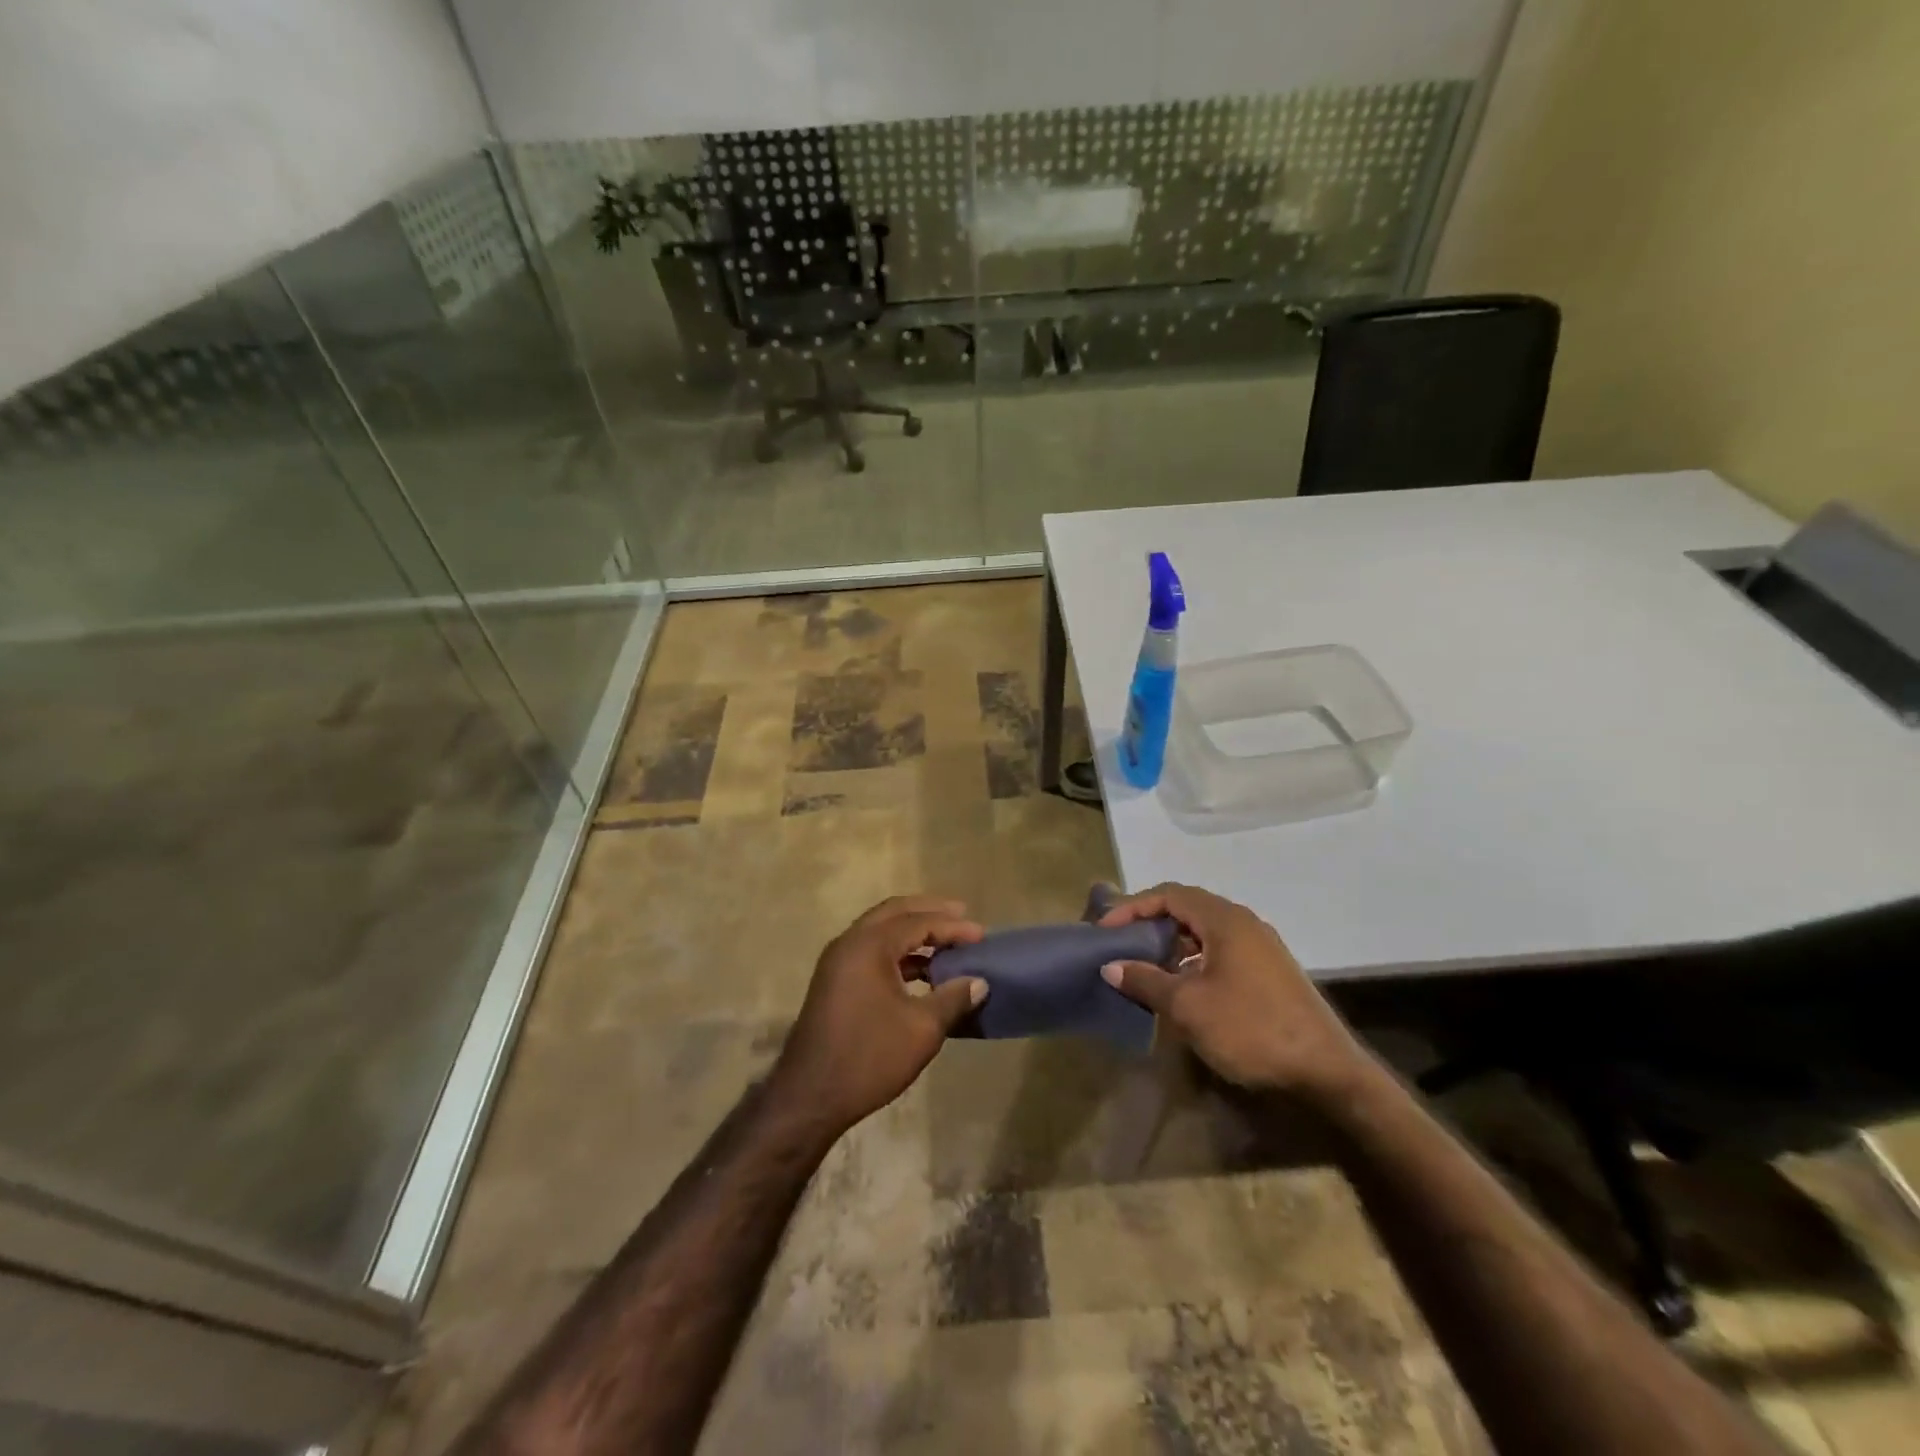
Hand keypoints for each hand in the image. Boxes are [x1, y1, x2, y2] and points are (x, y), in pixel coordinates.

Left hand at [770, 896, 987, 1136]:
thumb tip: (979, 982)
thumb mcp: (922, 1029)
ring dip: (912, 931)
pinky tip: (922, 971)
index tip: (981, 934)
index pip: (918, 922)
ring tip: (946, 943)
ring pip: (880, 930)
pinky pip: (871, 951)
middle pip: (894, 912)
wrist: (810, 1097)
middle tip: (961, 914)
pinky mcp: (834, 982)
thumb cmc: (869, 1057)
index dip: (952, 926)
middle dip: (929, 911)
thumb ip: (953, 998)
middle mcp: (849, 943)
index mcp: (869, 946)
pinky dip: (898, 952)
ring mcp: (837, 962)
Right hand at [1099, 882, 1365, 1097]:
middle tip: (1121, 942)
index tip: (1105, 929)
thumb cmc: (1250, 1029)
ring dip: (1172, 942)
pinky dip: (1194, 957)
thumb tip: (1111, 965)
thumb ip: (1146, 980)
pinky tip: (1182, 985)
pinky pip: (1221, 949)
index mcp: (1225, 920)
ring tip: (1145, 964)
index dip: (1132, 907)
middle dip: (1150, 921)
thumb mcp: (1188, 1006)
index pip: (1169, 894)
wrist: (1325, 1072)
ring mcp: (1261, 946)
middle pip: (1188, 907)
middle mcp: (1244, 923)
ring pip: (1205, 930)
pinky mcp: (1270, 971)